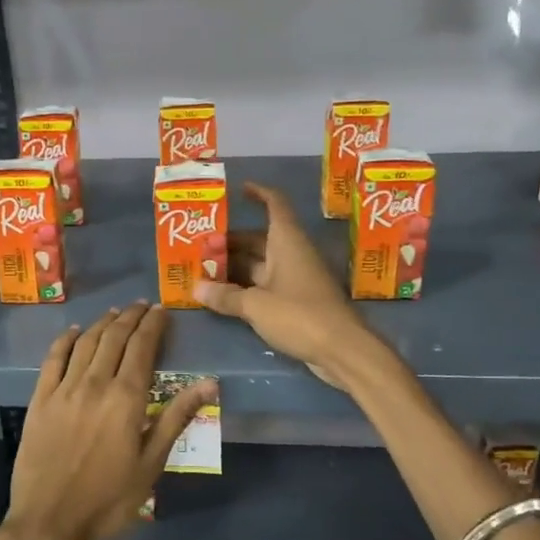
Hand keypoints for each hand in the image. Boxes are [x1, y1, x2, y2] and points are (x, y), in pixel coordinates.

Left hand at [5, 303, 213, 539]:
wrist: (50, 522)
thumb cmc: (109, 499)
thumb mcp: (151, 464)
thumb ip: (176, 418)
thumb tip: (210, 382)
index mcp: (126, 398)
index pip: (142, 347)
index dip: (153, 325)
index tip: (161, 310)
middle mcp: (95, 383)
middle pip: (114, 338)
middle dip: (130, 317)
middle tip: (141, 305)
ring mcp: (64, 389)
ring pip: (86, 343)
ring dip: (103, 323)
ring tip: (115, 313)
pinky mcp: (40, 399)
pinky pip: (53, 359)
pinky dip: (65, 340)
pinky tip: (74, 332)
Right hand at [194, 182, 383, 390]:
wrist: (343, 350)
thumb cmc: (300, 315)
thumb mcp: (256, 305)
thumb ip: (226, 296)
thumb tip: (197, 288)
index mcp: (287, 242)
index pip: (275, 204)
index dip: (258, 193)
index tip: (238, 189)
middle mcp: (292, 254)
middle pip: (259, 238)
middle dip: (230, 240)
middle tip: (200, 245)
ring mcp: (295, 278)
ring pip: (260, 263)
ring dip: (235, 265)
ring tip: (204, 269)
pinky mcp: (297, 301)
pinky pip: (266, 284)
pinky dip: (245, 286)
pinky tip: (223, 295)